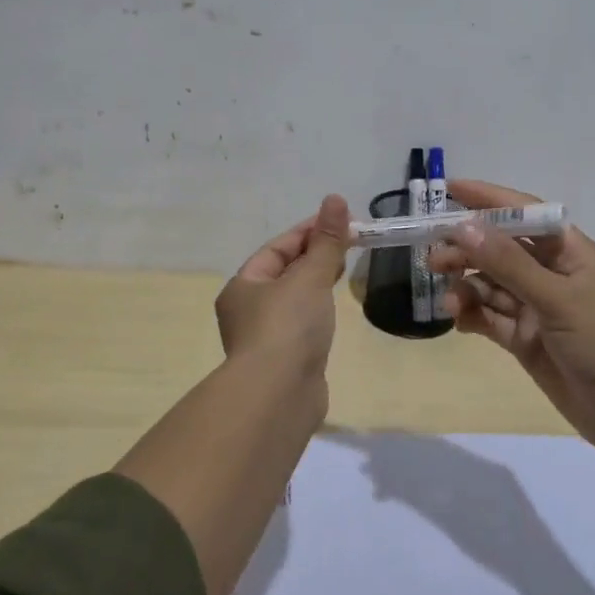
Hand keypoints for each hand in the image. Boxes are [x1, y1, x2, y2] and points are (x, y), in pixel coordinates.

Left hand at [215, 194, 350, 375]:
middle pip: (284, 272)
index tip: (341, 220)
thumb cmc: (288, 326)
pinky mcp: (284, 360)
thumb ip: (327, 241)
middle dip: (315, 255)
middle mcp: (248, 309)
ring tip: (345, 269)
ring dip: (317, 282)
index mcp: (244, 285)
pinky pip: (302, 323)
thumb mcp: (310, 277)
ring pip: (294, 298)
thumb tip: (336, 199)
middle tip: (350, 242)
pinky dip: (318, 310)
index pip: (278, 248)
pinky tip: (334, 309)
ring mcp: (265, 337)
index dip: (309, 231)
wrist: (279, 395)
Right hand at [428, 179, 594, 452]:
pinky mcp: (526, 339)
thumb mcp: (556, 297)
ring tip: (446, 300)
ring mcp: (537, 308)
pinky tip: (456, 319)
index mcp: (570, 252)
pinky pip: (490, 318)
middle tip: (433, 259)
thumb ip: (508, 263)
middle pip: (500, 250)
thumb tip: (464, 227)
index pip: (524, 213)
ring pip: (491, 285)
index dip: (488, 199)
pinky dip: (471, 315)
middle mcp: (552, 274)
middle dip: (467, 250)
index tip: (448, 190)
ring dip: (466, 286)